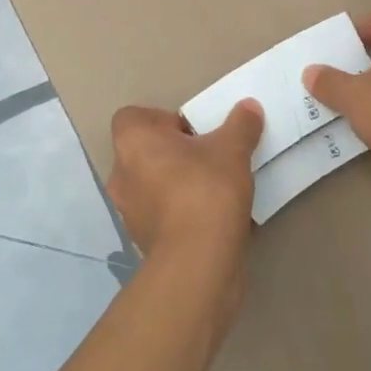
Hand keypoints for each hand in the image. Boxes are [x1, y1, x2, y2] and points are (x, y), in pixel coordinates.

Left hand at [107, 100, 262, 267]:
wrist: (198, 263)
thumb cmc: (206, 190)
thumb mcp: (232, 149)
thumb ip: (241, 124)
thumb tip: (249, 107)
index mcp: (133, 141)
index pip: (134, 117)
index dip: (163, 119)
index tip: (193, 132)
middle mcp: (121, 173)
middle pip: (145, 151)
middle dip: (174, 152)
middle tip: (207, 156)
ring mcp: (129, 211)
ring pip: (152, 184)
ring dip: (176, 183)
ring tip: (213, 187)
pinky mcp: (142, 241)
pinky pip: (161, 214)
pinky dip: (180, 212)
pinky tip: (211, 217)